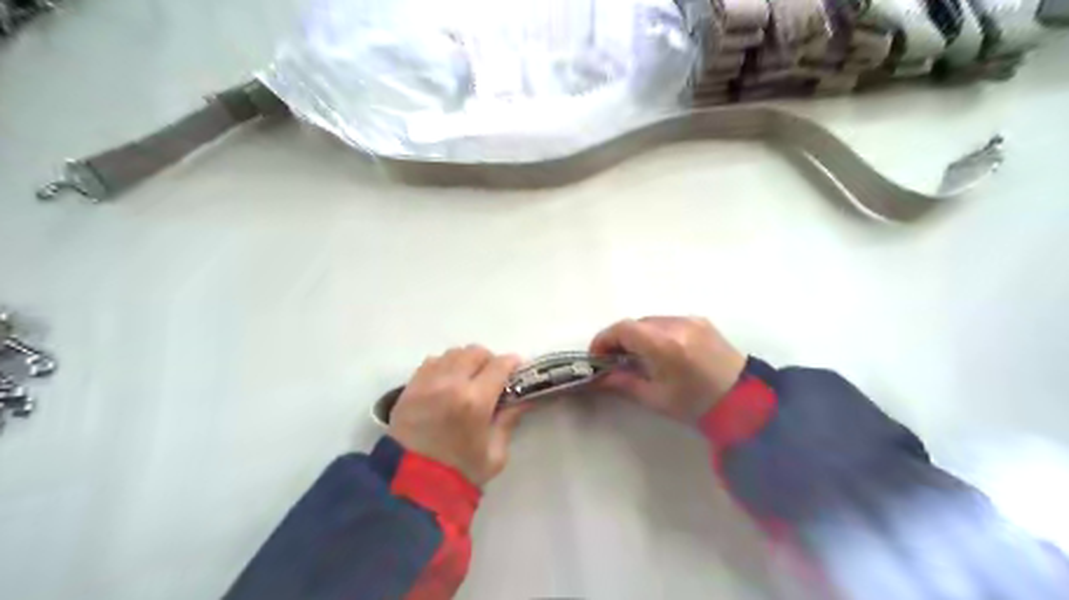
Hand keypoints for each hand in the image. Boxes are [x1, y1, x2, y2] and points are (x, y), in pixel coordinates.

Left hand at [391, 348, 527, 486]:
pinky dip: (444, 366)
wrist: (411, 487)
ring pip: (453, 353)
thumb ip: (508, 421)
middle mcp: (451, 383)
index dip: (513, 364)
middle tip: (492, 377)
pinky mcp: (410, 387)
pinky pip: (432, 361)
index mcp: (476, 400)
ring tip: (468, 379)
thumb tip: (521, 400)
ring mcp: (427, 383)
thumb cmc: (460, 474)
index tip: (517, 370)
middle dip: (489, 360)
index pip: (500, 365)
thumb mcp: (495, 454)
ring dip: (466, 361)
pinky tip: (447, 383)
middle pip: (475, 352)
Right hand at [588, 317, 743, 423]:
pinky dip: (657, 333)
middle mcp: (676, 325)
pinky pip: (669, 321)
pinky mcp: (701, 321)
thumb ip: (624, 383)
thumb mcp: (656, 399)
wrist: (746, 401)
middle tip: (615, 361)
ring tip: (639, 358)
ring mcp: (691, 320)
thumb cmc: (698, 404)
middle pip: (636, 323)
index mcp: (664, 345)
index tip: (597, 357)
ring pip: (651, 321)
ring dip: (639, 335)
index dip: (604, 339)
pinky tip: (661, 352)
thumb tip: (601, 377)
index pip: (623, 329)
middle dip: (620, 339)